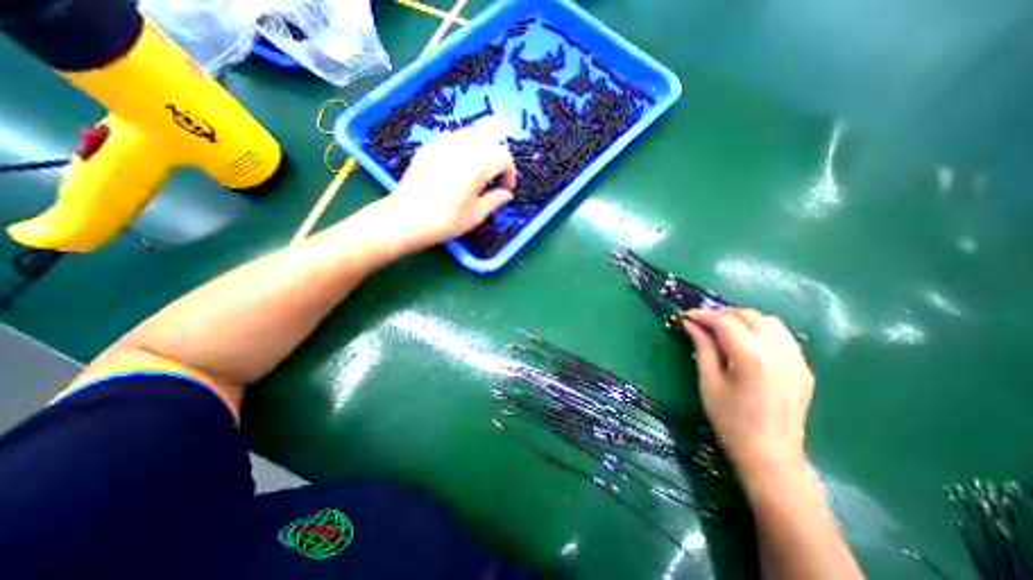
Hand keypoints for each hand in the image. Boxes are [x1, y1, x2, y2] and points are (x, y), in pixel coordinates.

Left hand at [381, 120, 513, 249]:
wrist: (405, 219)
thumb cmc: (446, 220)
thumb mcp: (476, 215)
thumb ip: (495, 200)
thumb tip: (506, 194)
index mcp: (479, 163)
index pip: (504, 157)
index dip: (509, 174)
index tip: (505, 191)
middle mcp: (463, 146)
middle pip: (489, 141)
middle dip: (496, 159)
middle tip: (493, 180)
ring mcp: (442, 143)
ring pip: (470, 135)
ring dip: (480, 150)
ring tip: (475, 171)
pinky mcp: (427, 147)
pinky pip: (450, 138)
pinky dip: (460, 147)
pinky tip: (455, 165)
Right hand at [685, 311, 819, 481]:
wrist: (771, 456)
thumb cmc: (730, 420)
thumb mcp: (708, 382)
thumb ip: (702, 347)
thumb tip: (690, 323)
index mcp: (752, 358)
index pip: (725, 322)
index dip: (703, 315)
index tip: (686, 316)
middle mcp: (779, 353)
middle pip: (749, 315)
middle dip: (721, 314)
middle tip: (701, 323)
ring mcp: (797, 359)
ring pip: (768, 321)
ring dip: (742, 319)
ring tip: (723, 329)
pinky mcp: (804, 367)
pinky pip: (782, 335)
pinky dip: (760, 329)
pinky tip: (746, 341)